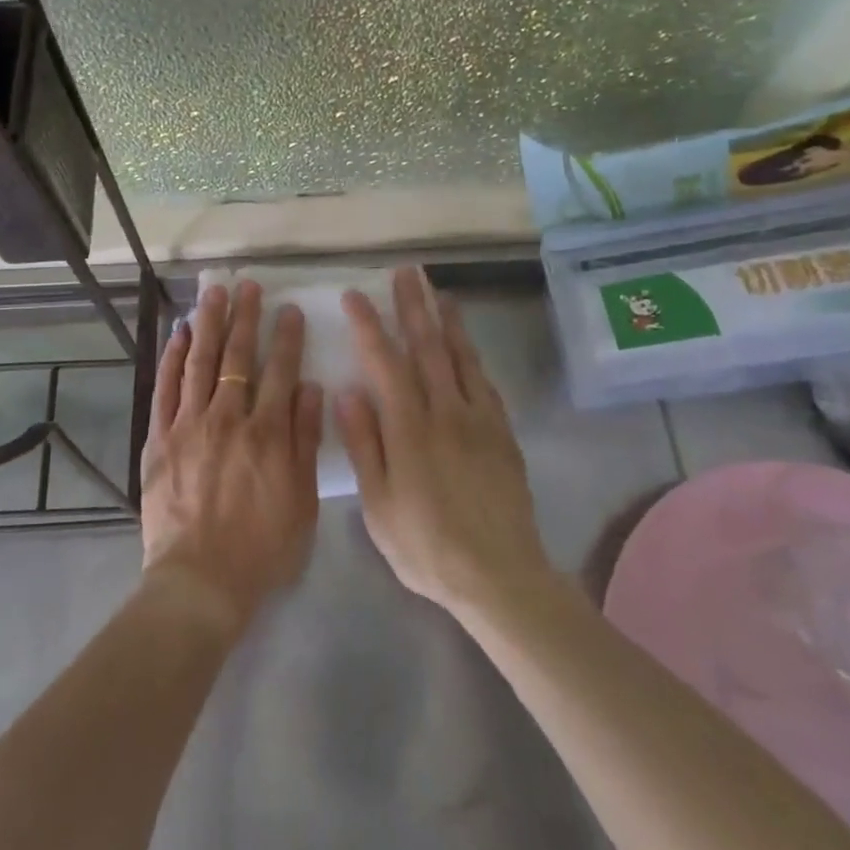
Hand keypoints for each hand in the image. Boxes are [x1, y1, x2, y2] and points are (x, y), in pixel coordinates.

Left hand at [141, 281, 322, 633]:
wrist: (200, 581)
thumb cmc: (262, 548)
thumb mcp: (302, 500)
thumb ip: (305, 440)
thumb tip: (310, 387)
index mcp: (267, 433)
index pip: (280, 371)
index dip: (285, 337)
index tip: (288, 309)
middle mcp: (227, 419)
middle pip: (237, 357)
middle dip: (244, 317)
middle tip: (247, 285)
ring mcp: (188, 425)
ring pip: (199, 362)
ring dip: (207, 324)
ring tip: (213, 293)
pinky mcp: (159, 438)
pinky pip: (165, 388)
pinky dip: (171, 358)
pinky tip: (177, 334)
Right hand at [335, 267, 553, 616]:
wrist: (500, 576)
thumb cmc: (426, 545)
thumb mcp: (378, 505)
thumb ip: (364, 444)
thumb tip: (347, 391)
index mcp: (409, 429)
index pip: (385, 362)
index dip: (369, 325)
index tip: (355, 295)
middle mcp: (446, 413)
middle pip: (428, 347)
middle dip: (413, 306)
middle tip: (406, 272)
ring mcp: (479, 421)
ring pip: (461, 357)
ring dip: (448, 320)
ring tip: (438, 292)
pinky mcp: (502, 434)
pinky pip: (485, 383)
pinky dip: (473, 356)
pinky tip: (467, 346)